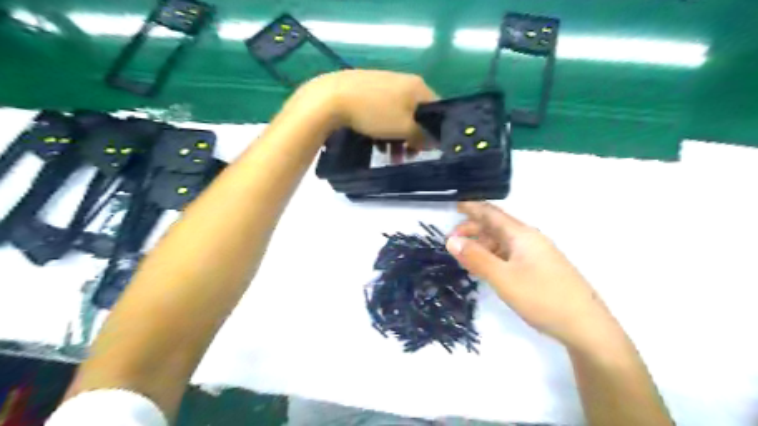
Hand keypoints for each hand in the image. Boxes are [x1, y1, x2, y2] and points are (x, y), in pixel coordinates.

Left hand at [292, 68, 438, 147]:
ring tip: (389, 156)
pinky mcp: (367, 88)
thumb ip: (421, 136)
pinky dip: (384, 128)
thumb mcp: (403, 128)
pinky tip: (376, 143)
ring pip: (398, 115)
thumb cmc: (375, 112)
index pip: (436, 109)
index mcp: (417, 86)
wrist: (333, 97)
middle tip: (406, 156)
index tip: (426, 149)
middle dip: (412, 138)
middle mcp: (404, 81)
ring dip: (397, 138)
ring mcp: (384, 83)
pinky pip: (383, 111)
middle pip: (416, 114)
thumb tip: (434, 142)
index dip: (434, 131)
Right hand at [446, 201, 621, 350]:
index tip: (454, 205)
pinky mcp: (539, 269)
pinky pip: (510, 255)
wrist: (586, 326)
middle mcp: (529, 239)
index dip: (472, 207)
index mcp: (521, 235)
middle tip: (452, 241)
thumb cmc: (542, 297)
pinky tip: (486, 268)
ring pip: (503, 242)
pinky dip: (493, 256)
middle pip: (496, 226)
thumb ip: (476, 258)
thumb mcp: (503, 278)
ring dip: (482, 244)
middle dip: (473, 229)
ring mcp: (536, 254)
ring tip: (465, 257)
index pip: (492, 213)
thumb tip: (451, 240)